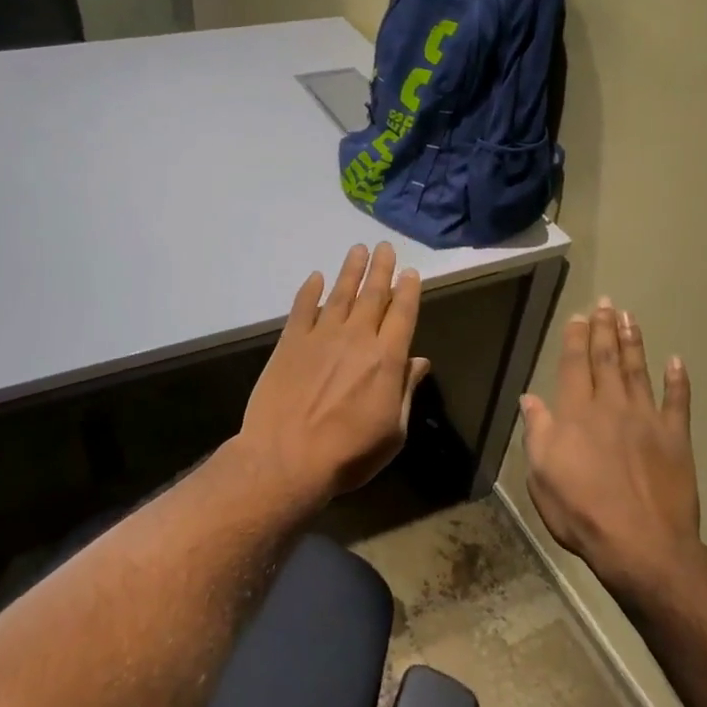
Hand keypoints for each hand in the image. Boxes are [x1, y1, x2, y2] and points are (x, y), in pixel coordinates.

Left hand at [239, 243, 431, 504]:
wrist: (286, 459)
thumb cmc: (348, 454)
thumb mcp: (393, 432)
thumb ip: (406, 392)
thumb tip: (420, 362)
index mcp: (387, 360)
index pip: (402, 314)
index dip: (408, 291)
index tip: (411, 272)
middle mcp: (357, 338)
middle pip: (372, 295)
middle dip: (381, 270)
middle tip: (385, 247)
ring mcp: (321, 337)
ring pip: (340, 294)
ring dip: (350, 271)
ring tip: (357, 250)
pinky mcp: (290, 343)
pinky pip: (302, 308)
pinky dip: (310, 290)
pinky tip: (316, 277)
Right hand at [520, 298, 700, 601]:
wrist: (642, 544)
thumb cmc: (581, 512)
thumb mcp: (542, 476)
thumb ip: (538, 433)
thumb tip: (530, 399)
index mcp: (576, 414)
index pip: (574, 365)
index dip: (575, 339)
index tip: (578, 316)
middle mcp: (612, 406)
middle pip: (607, 359)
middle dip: (604, 329)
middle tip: (606, 303)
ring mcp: (647, 419)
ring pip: (639, 371)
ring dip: (634, 342)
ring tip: (630, 318)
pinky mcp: (675, 438)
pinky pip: (677, 401)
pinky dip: (678, 380)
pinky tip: (677, 361)